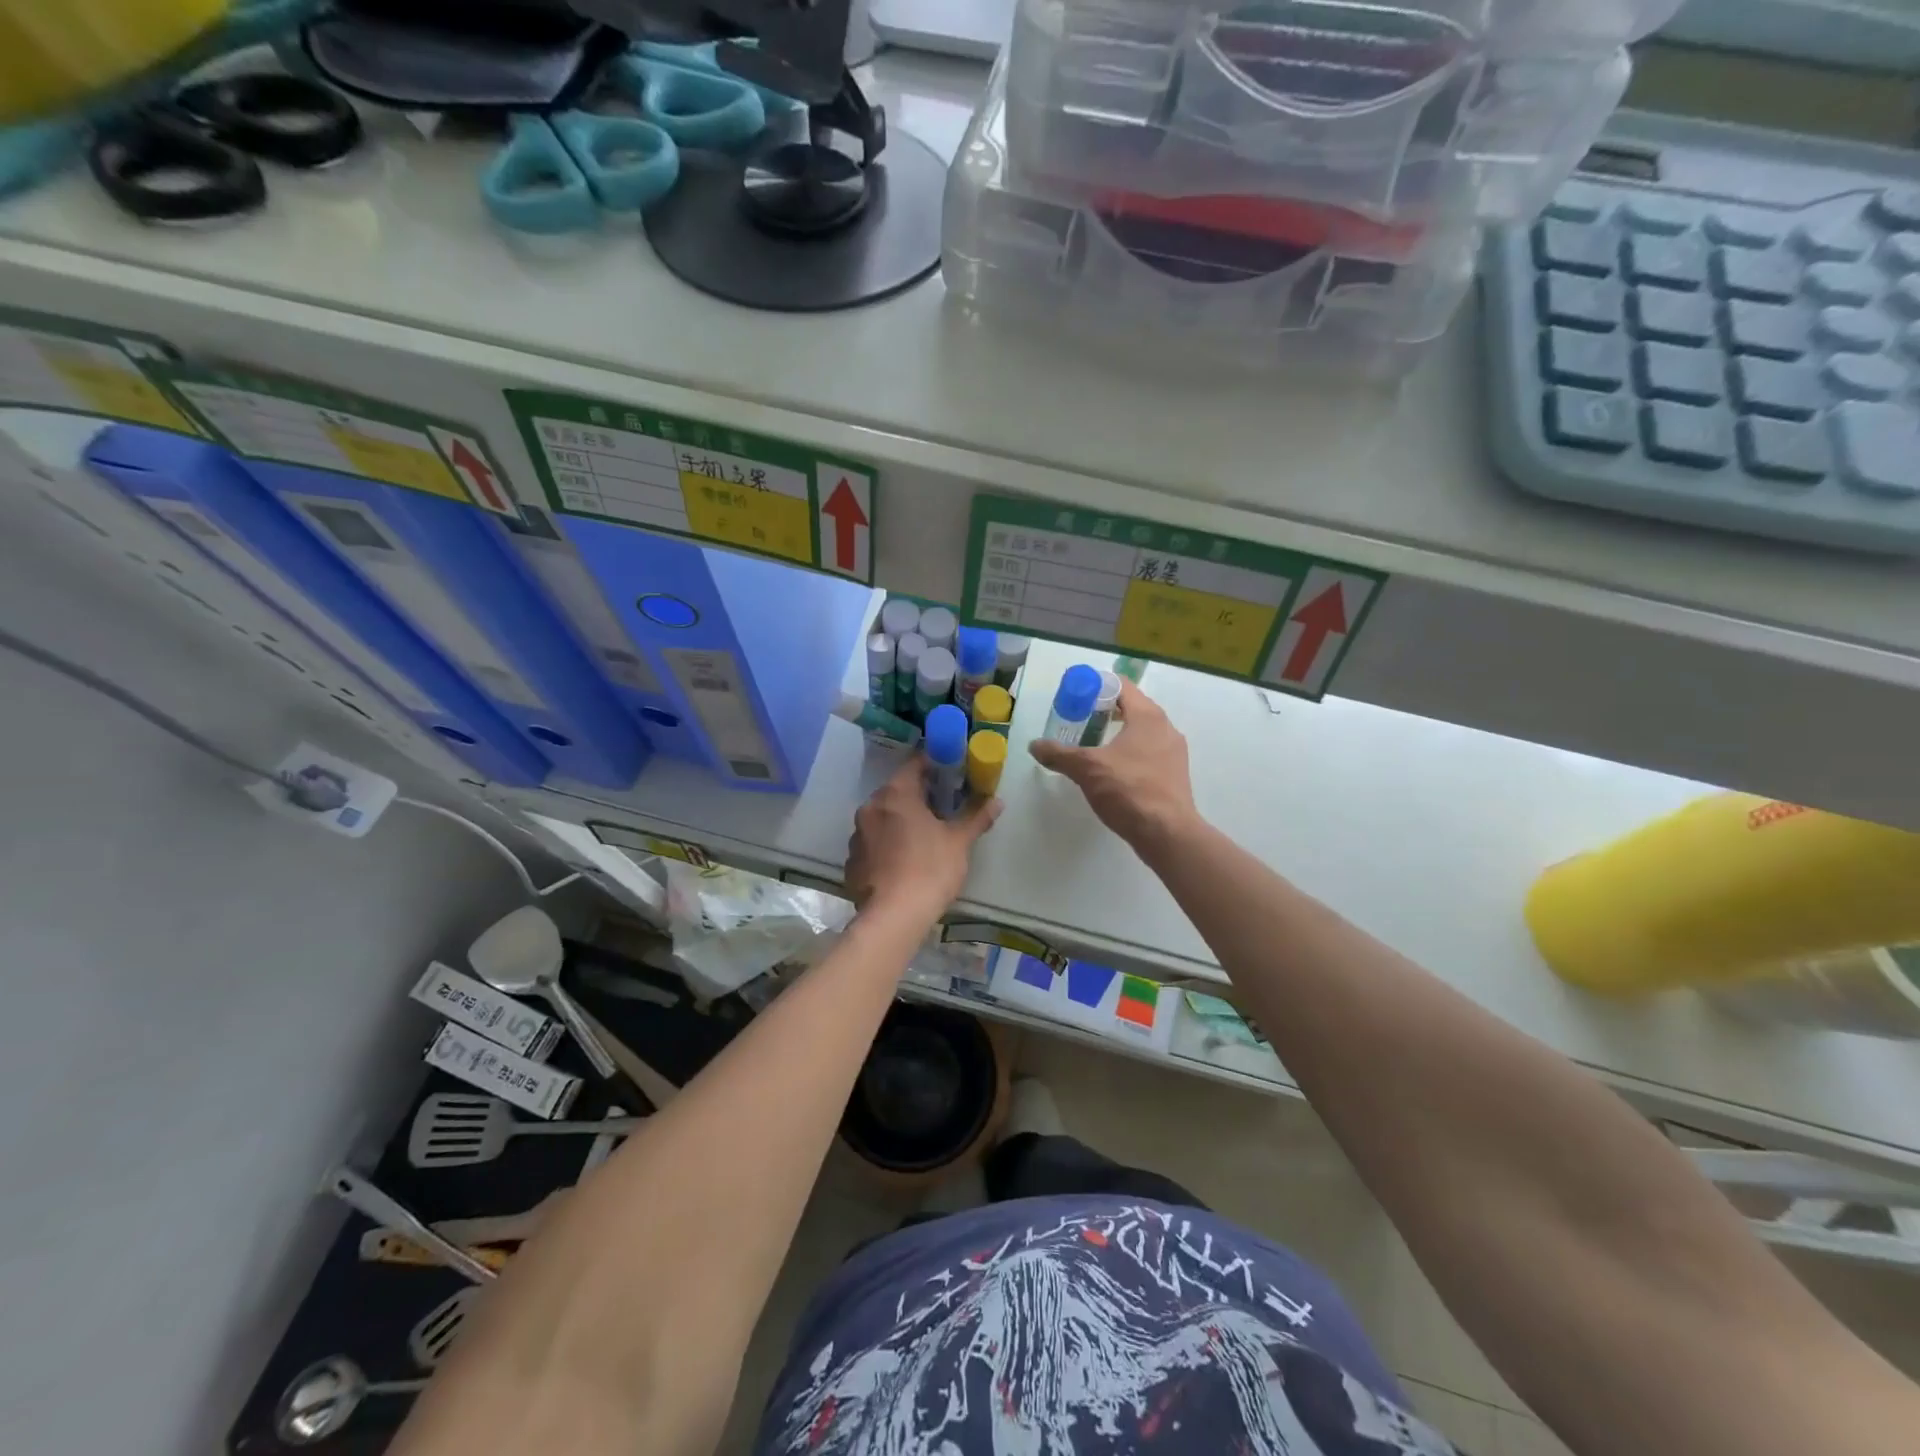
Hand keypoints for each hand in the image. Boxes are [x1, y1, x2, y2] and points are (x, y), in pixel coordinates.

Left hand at [844, 754, 1001, 918]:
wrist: (894, 916)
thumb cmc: (930, 869)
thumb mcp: (959, 841)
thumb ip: (976, 816)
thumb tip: (997, 800)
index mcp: (896, 794)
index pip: (915, 764)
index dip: (935, 764)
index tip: (951, 771)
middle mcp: (870, 807)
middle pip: (897, 791)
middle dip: (919, 795)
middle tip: (943, 806)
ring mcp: (856, 835)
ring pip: (883, 817)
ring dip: (900, 820)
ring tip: (923, 836)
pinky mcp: (852, 861)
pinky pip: (873, 843)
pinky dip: (887, 845)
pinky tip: (903, 861)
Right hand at [1028, 680, 1197, 854]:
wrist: (1167, 833)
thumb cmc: (1128, 790)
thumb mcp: (1087, 769)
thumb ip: (1059, 754)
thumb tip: (1035, 746)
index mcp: (1148, 716)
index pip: (1121, 686)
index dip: (1096, 686)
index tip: (1075, 696)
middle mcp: (1165, 728)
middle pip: (1132, 708)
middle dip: (1104, 711)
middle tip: (1077, 721)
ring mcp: (1173, 752)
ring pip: (1141, 732)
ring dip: (1116, 733)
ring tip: (1091, 746)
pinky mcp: (1174, 775)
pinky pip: (1148, 752)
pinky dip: (1128, 753)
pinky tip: (1111, 770)